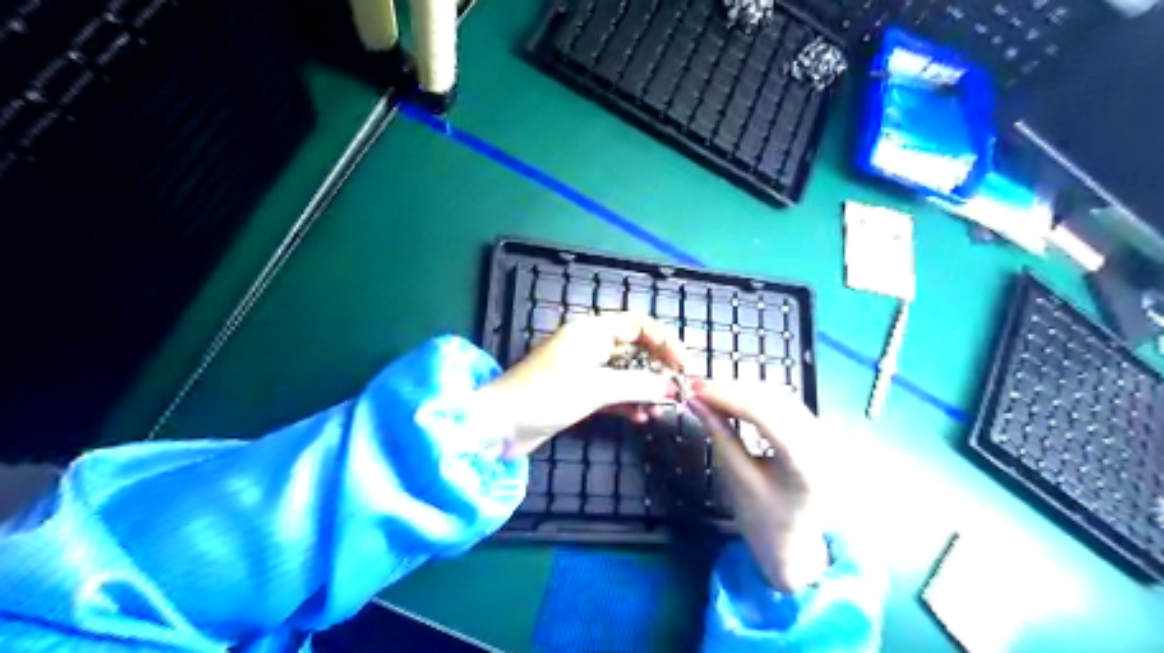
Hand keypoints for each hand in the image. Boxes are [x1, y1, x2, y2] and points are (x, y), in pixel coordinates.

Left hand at [479, 311, 684, 455]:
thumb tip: (674, 387)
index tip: (682, 365)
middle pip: (634, 348)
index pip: (637, 324)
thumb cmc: (547, 395)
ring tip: (662, 407)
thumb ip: (639, 384)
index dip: (664, 340)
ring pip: (624, 372)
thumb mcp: (598, 387)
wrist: (501, 425)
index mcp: (592, 331)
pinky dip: (627, 402)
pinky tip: (641, 418)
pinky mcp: (578, 392)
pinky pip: (612, 392)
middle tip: (678, 388)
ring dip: (644, 388)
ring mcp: (583, 370)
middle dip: (657, 366)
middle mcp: (589, 345)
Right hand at [690, 377, 826, 590]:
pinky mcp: (819, 433)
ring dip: (743, 391)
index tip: (695, 388)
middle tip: (697, 388)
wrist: (798, 549)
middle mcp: (823, 443)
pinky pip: (785, 405)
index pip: (764, 414)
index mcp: (806, 464)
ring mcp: (826, 436)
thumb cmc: (765, 523)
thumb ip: (719, 436)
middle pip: (774, 400)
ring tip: (710, 393)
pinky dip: (755, 399)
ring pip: (779, 397)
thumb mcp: (738, 480)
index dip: (727, 396)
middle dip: (733, 390)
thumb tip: (695, 402)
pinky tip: (733, 400)